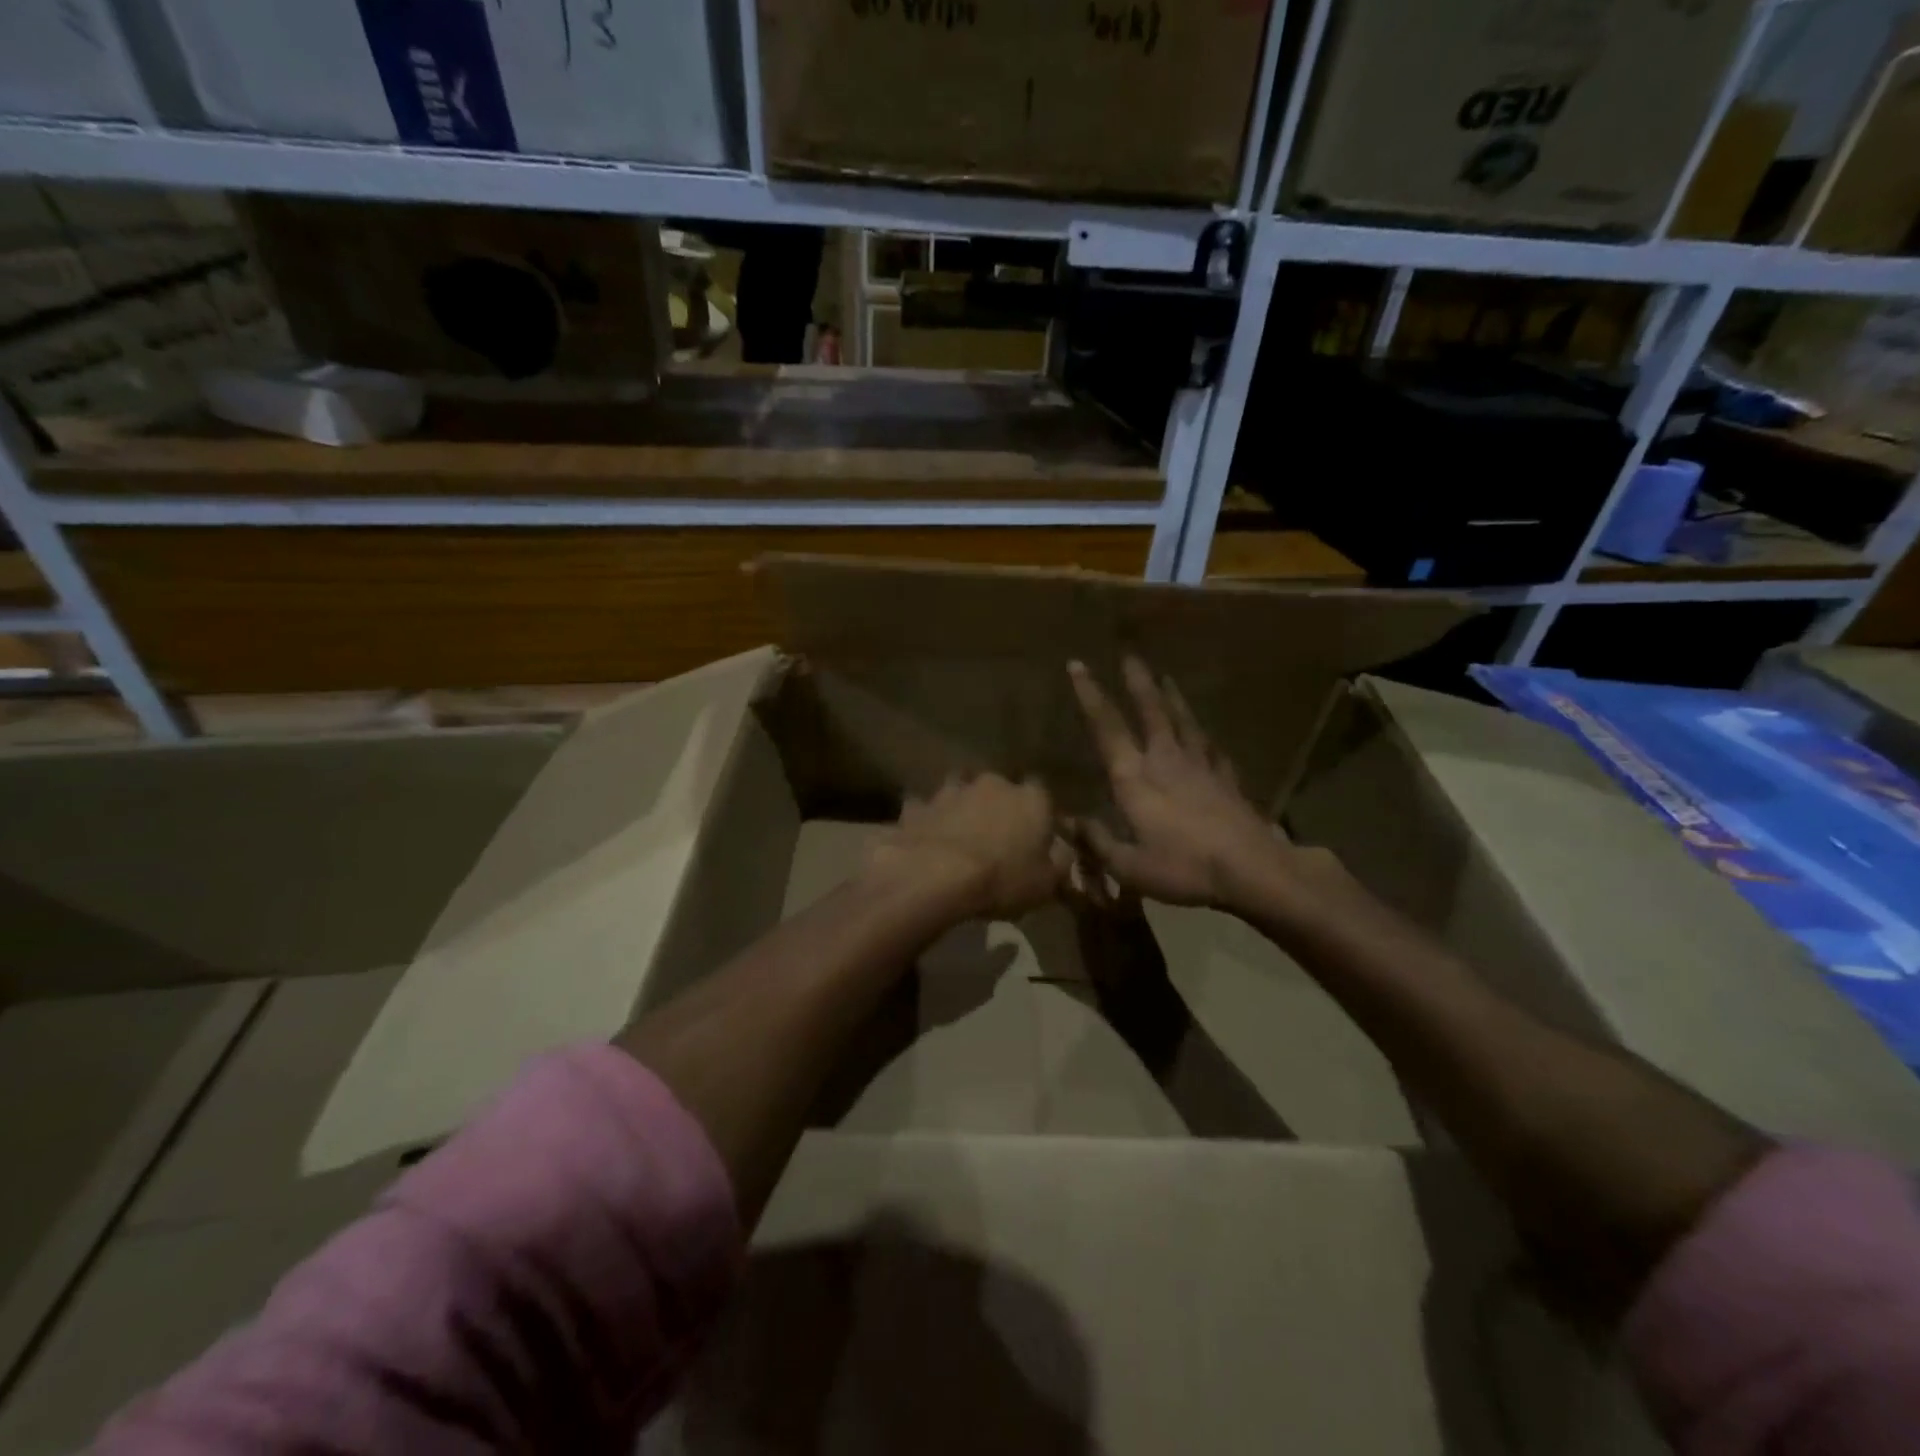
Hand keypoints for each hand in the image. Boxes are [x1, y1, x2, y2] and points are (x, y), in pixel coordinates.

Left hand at [867, 773, 1067, 921]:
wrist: (935, 875)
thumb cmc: (1002, 879)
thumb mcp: (1046, 883)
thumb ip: (1059, 861)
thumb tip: (1062, 850)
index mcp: (1030, 799)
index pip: (1041, 793)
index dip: (1038, 813)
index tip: (1035, 833)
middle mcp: (992, 784)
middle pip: (999, 787)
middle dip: (998, 804)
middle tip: (995, 833)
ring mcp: (951, 790)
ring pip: (959, 788)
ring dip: (961, 804)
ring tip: (959, 828)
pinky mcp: (918, 805)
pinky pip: (924, 808)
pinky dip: (927, 818)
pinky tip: (926, 834)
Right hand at [1068, 657, 1329, 912]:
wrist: (1252, 870)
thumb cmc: (1182, 867)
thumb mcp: (1128, 866)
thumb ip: (1096, 841)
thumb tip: (1066, 822)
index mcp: (1134, 777)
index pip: (1107, 727)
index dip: (1090, 695)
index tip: (1077, 665)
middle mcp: (1166, 760)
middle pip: (1151, 711)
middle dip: (1137, 681)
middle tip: (1130, 655)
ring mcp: (1201, 766)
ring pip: (1184, 721)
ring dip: (1172, 697)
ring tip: (1166, 678)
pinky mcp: (1227, 780)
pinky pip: (1213, 750)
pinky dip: (1205, 737)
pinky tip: (1207, 735)